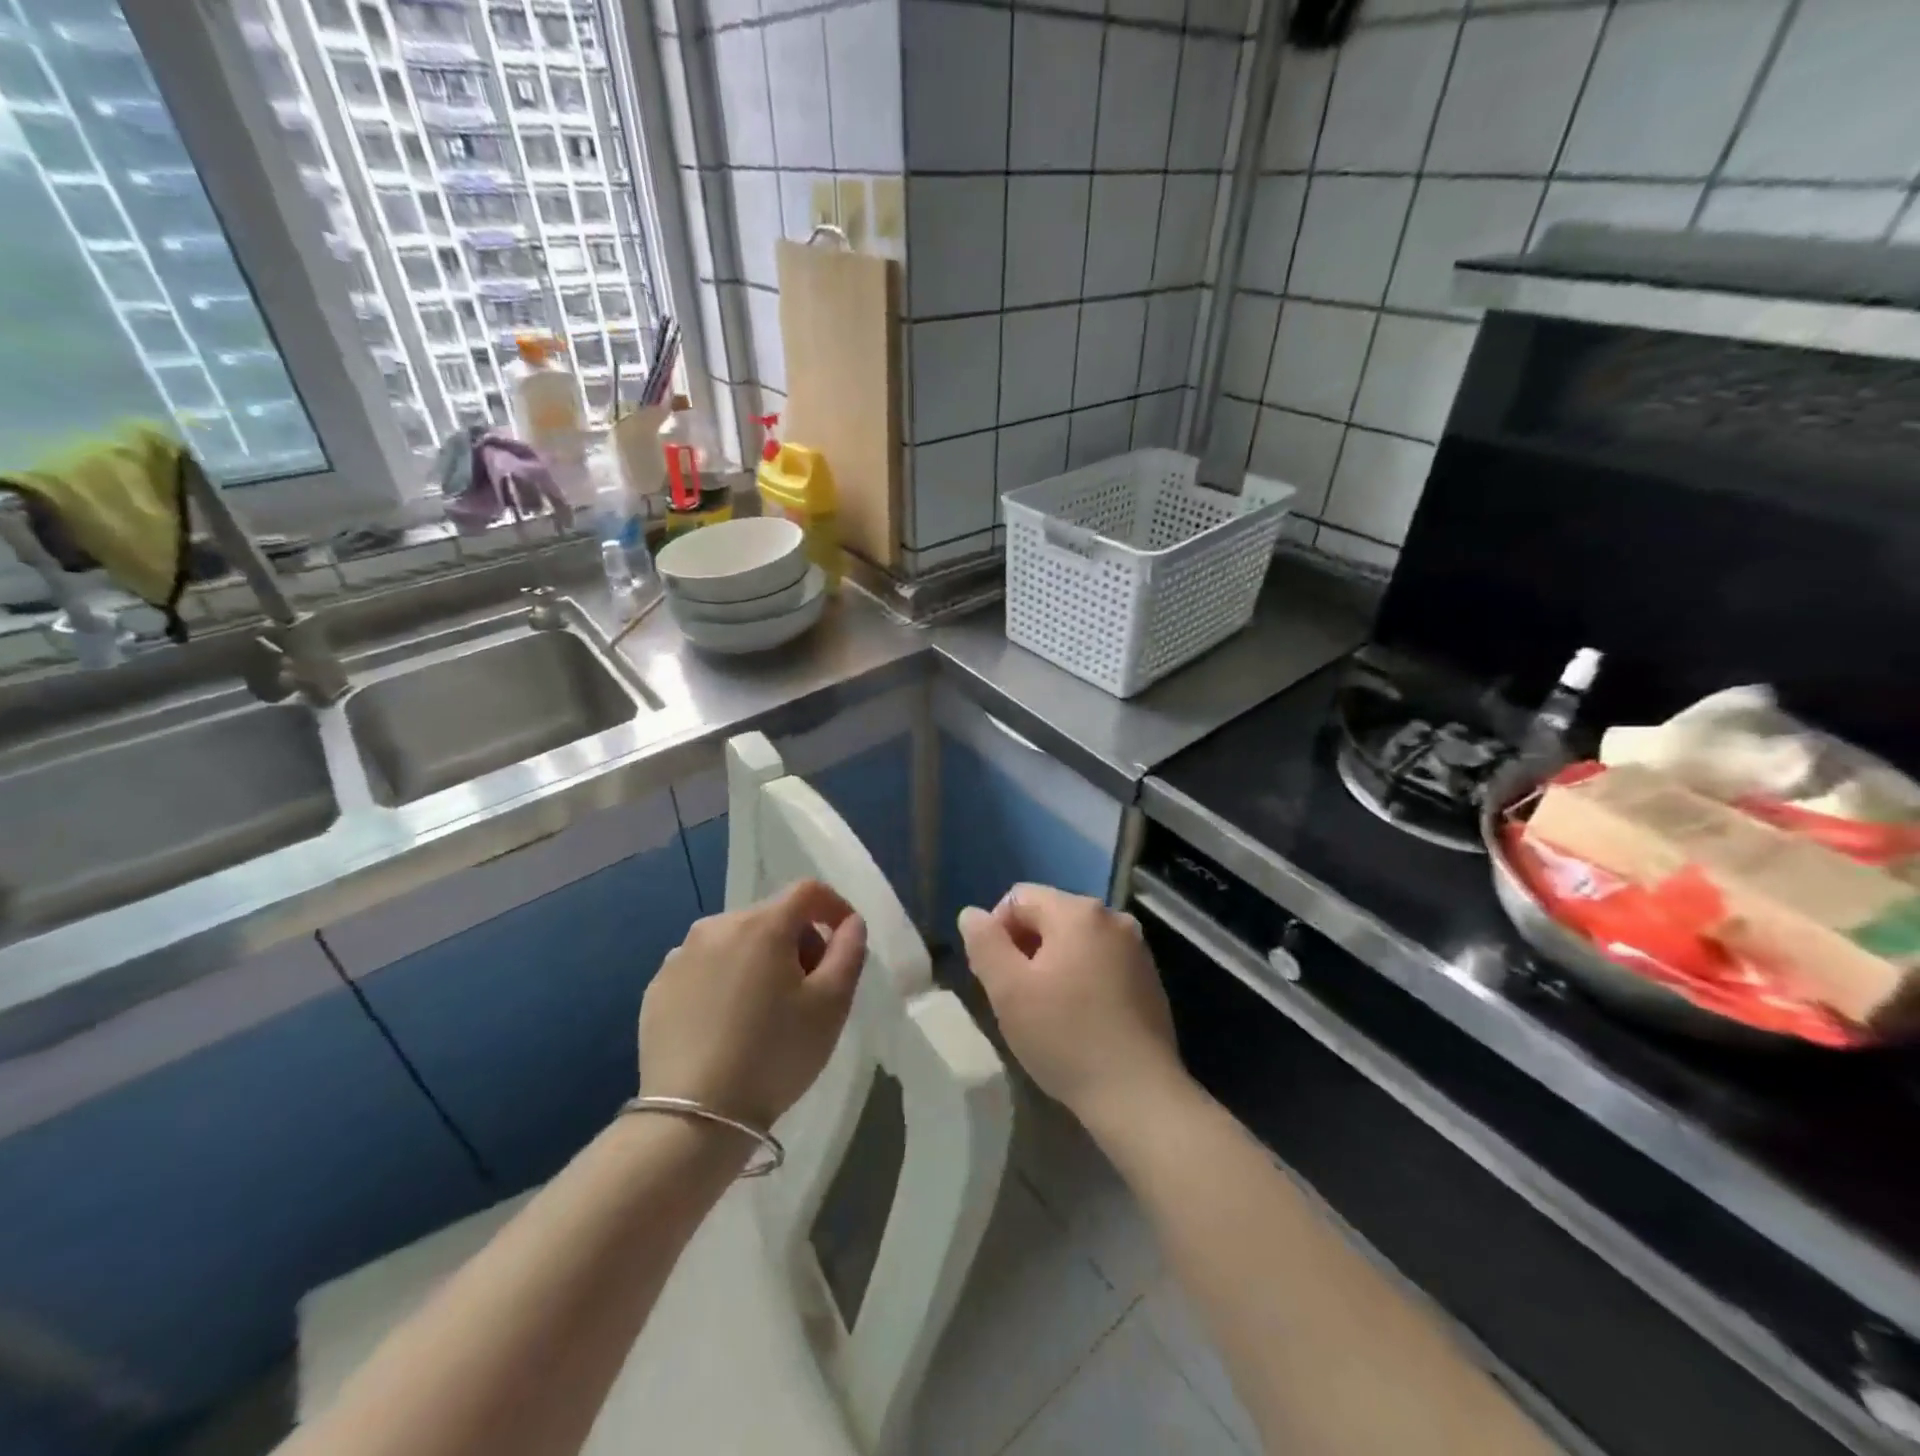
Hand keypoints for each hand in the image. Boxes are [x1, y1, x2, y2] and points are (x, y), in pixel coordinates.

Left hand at [638, 880, 866, 1131]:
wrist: (694, 1118)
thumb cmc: (775, 1055)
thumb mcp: (831, 1005)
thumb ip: (849, 951)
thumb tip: (850, 923)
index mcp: (762, 924)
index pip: (808, 891)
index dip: (834, 907)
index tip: (845, 939)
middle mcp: (717, 926)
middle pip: (772, 916)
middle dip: (798, 941)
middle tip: (809, 988)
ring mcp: (680, 956)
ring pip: (736, 941)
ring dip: (760, 960)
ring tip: (766, 1010)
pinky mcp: (657, 988)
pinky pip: (704, 967)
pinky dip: (725, 980)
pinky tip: (728, 1024)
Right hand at [957, 884, 1189, 1134]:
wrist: (1137, 1094)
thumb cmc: (1065, 1037)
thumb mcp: (1008, 990)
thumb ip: (984, 943)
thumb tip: (972, 914)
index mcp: (1078, 912)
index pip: (1019, 898)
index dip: (996, 931)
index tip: (994, 976)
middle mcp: (1113, 918)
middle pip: (1049, 916)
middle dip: (1024, 948)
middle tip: (1015, 997)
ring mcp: (1136, 948)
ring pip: (1075, 941)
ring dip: (1052, 964)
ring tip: (1045, 1011)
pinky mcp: (1148, 978)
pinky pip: (1100, 962)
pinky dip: (1081, 978)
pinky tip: (1078, 1019)